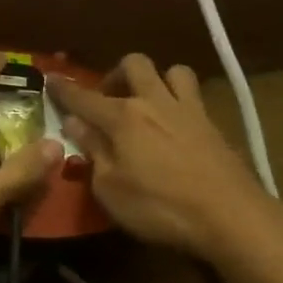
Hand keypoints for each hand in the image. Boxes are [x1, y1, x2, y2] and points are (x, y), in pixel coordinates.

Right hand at [49, 54, 279, 262]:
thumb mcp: (110, 188)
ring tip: (146, 104)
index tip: (50, 78)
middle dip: (115, 74)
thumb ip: (92, 151)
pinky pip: (194, 95)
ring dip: (155, 80)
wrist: (232, 217)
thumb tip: (74, 124)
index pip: (84, 97)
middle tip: (107, 100)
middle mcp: (154, 102)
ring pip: (173, 71)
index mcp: (123, 117)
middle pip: (134, 64)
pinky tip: (173, 125)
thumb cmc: (160, 207)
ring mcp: (189, 110)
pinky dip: (178, 100)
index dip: (63, 89)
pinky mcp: (214, 125)